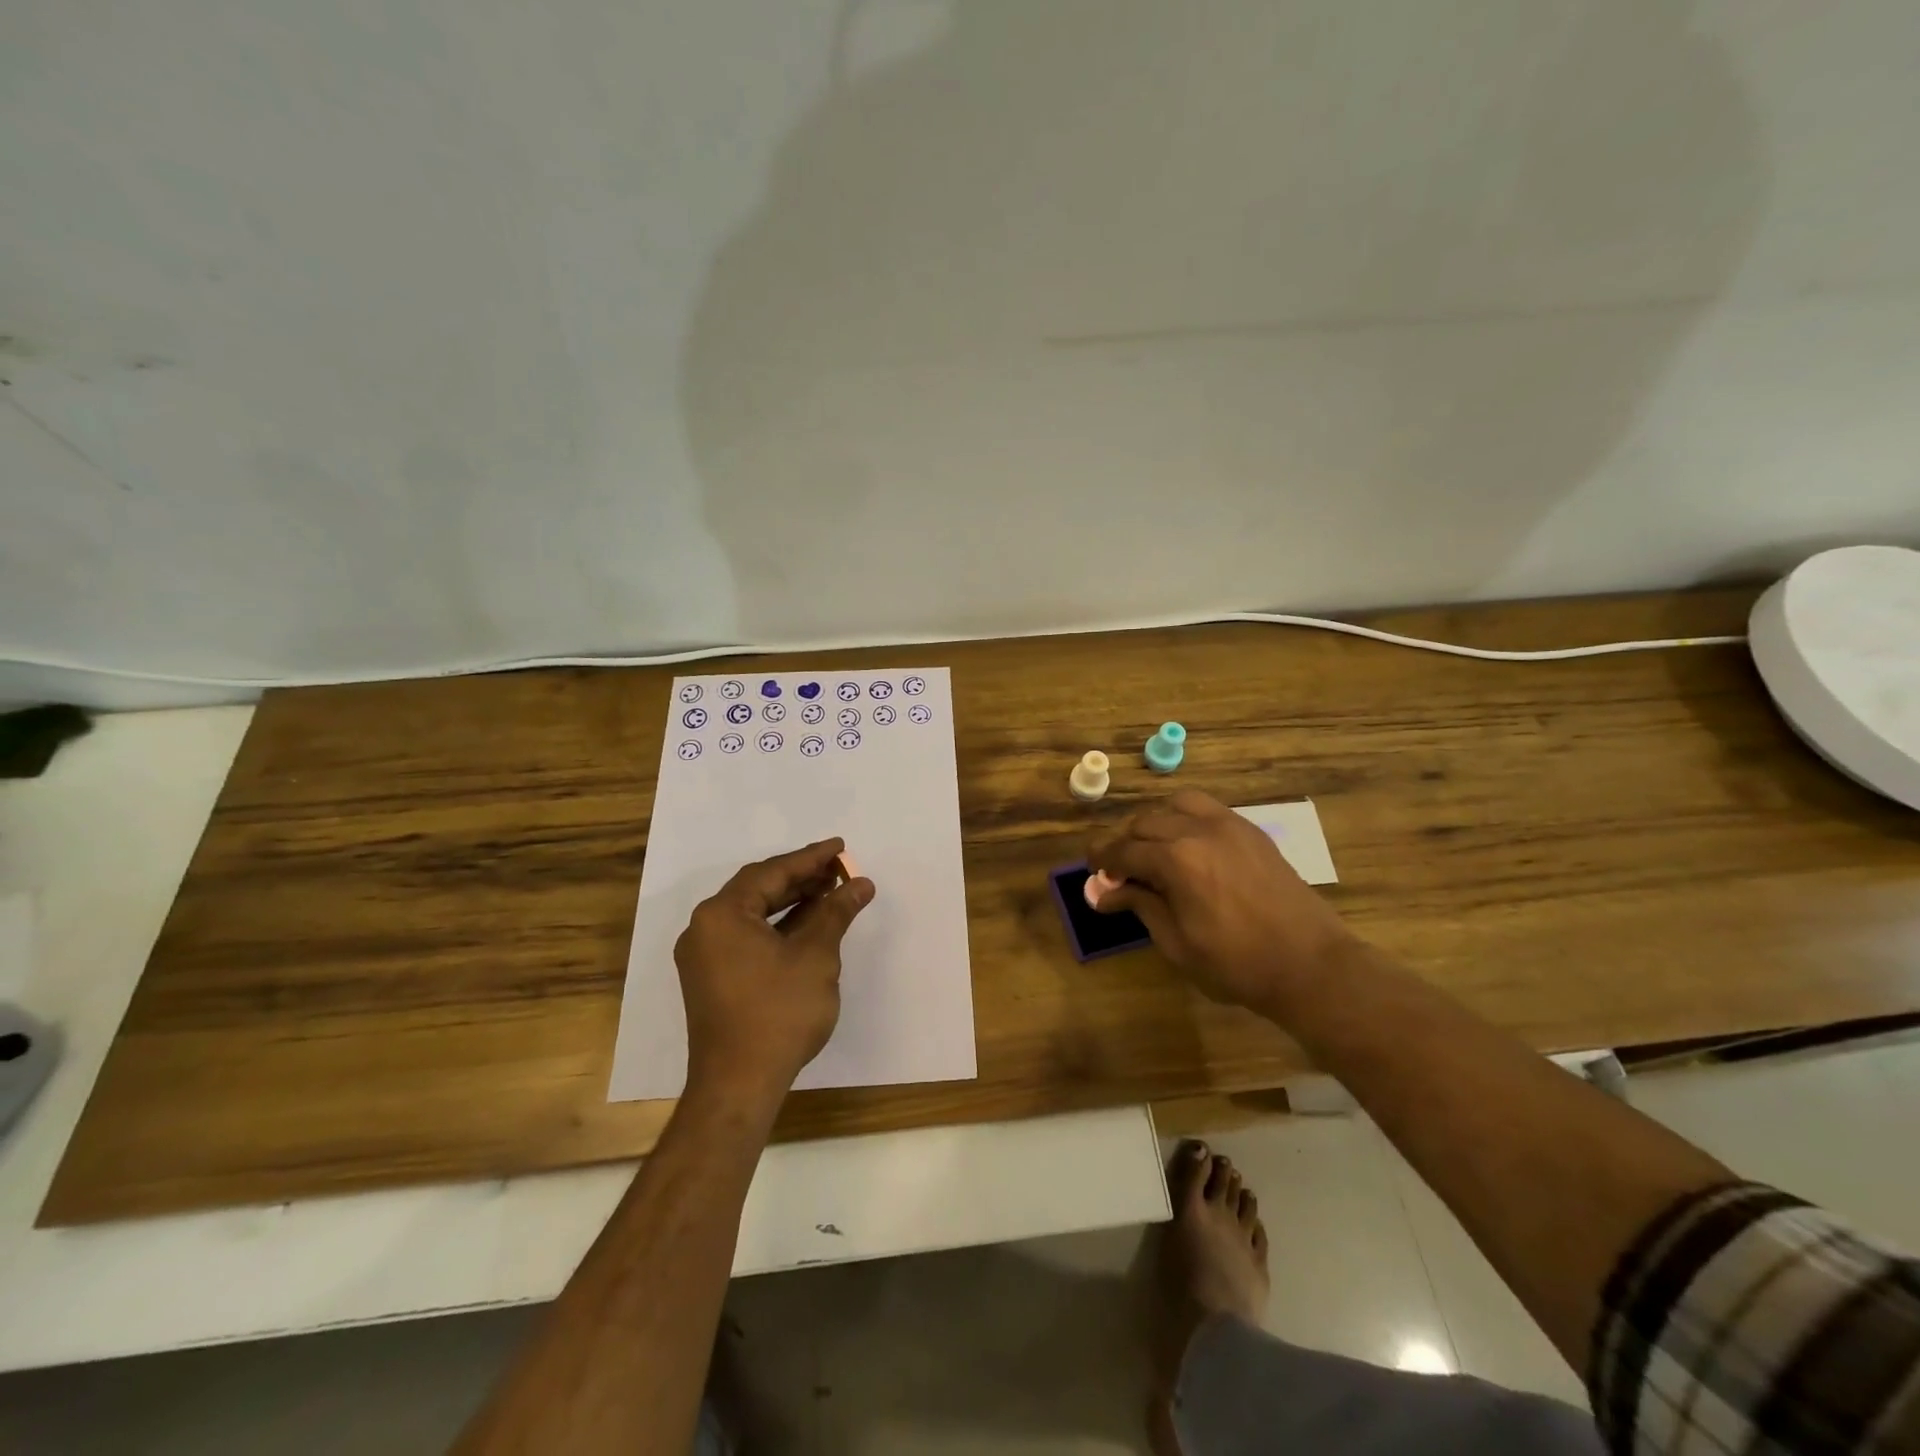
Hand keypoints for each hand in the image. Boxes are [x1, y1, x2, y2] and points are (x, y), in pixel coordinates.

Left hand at [675, 839, 874, 1107]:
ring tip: (830, 893)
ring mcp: (705, 956)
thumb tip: (860, 884)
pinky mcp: (712, 979)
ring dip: (791, 902)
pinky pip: (747, 937)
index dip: (810, 858)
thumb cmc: (778, 1013)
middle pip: (758, 889)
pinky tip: (808, 926)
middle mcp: (705, 928)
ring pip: (753, 914)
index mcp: (722, 914)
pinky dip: (778, 928)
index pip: (771, 873)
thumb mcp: (815, 956)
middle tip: (839, 869)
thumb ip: (836, 912)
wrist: (739, 1085)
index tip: (840, 847)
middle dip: (801, 878)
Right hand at [1088, 790, 1357, 1011]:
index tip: (1092, 871)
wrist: (1311, 965)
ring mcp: (1228, 825)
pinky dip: (1185, 818)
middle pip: (1145, 823)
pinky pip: (1206, 809)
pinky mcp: (1250, 831)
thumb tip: (1102, 893)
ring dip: (1155, 824)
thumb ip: (1139, 907)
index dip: (1102, 860)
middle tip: (1119, 870)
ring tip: (1153, 850)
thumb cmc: (1237, 965)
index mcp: (1176, 860)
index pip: (1124, 851)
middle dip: (1125, 843)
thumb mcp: (1177, 944)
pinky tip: (1187, 845)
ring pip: (1176, 805)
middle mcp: (1198, 831)